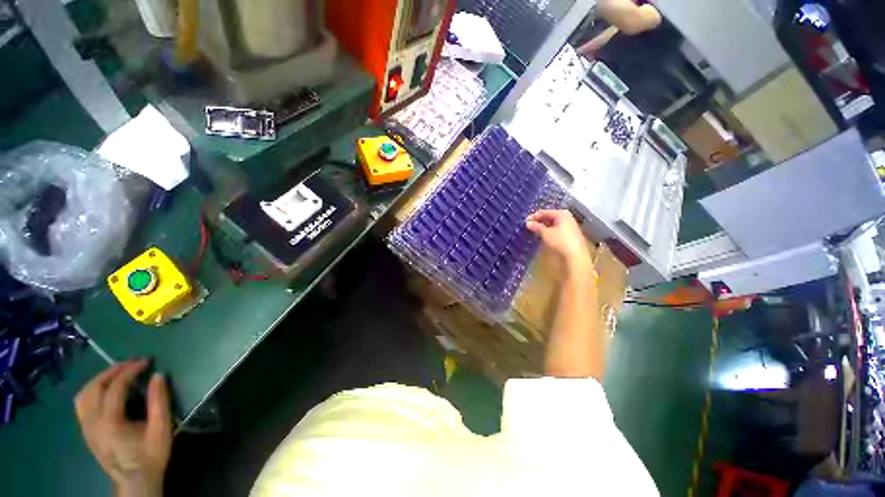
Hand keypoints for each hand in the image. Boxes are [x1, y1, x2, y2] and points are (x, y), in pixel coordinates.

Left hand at [75, 359, 171, 496]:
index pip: (115, 387)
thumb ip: (159, 401)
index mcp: (109, 422)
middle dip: (113, 371)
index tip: (146, 361)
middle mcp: (92, 422)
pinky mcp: (86, 431)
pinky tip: (104, 391)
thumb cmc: (151, 455)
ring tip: (117, 373)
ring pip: (83, 394)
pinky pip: (81, 404)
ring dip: (99, 379)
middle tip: (132, 363)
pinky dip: (92, 391)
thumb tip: (158, 375)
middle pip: (94, 387)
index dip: (130, 370)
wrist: (136, 482)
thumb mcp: (161, 429)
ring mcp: (86, 427)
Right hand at [526, 210, 593, 275]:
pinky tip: (543, 235)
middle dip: (539, 221)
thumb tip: (528, 223)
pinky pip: (557, 228)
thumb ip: (536, 227)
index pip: (544, 212)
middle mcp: (567, 217)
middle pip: (549, 216)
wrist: (576, 255)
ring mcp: (570, 225)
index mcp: (561, 213)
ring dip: (543, 226)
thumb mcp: (546, 233)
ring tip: (534, 231)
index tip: (525, 221)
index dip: (534, 216)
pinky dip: (549, 230)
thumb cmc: (560, 241)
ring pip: (553, 223)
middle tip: (529, 226)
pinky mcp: (570, 233)